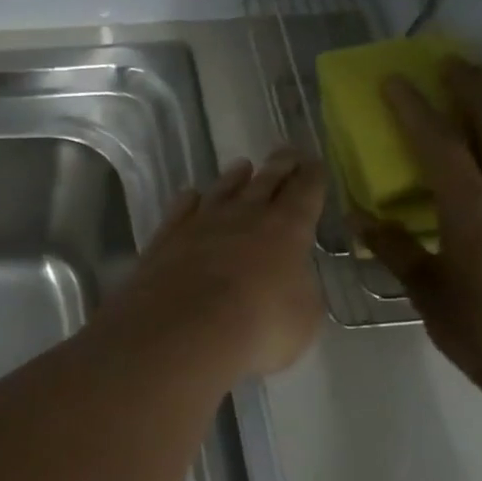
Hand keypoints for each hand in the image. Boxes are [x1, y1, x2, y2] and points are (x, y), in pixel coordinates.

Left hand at [103, 149, 327, 379]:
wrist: (182, 328)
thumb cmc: (258, 327)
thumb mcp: (303, 317)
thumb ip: (301, 290)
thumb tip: (292, 279)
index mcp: (287, 229)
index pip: (305, 192)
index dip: (312, 177)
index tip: (315, 162)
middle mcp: (243, 215)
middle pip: (265, 182)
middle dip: (279, 166)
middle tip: (286, 152)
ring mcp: (200, 222)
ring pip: (221, 190)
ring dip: (234, 178)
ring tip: (242, 166)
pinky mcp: (166, 237)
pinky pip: (181, 209)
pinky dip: (189, 200)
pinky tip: (191, 195)